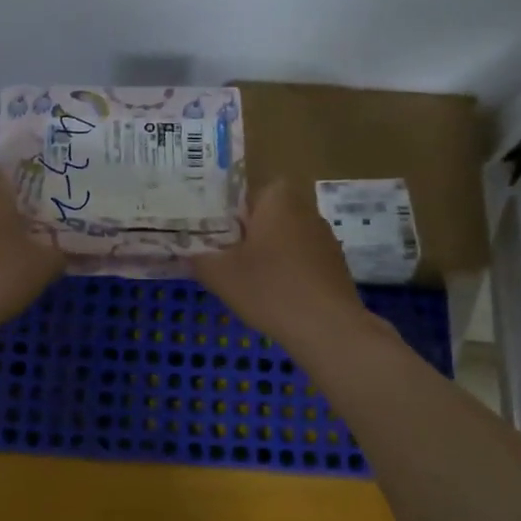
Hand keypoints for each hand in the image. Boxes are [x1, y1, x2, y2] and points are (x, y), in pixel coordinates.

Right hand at [193, 179, 367, 343]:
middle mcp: (305, 209)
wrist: (326, 327)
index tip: (212, 239)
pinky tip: (275, 297)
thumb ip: (198, 259)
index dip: (226, 215)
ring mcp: (324, 237)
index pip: (245, 194)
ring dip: (267, 255)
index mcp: (278, 198)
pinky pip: (301, 259)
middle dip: (245, 235)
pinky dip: (287, 272)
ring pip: (284, 239)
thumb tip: (186, 254)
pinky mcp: (334, 263)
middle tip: (224, 260)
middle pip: (265, 216)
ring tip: (247, 282)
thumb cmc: (269, 288)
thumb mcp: (219, 274)